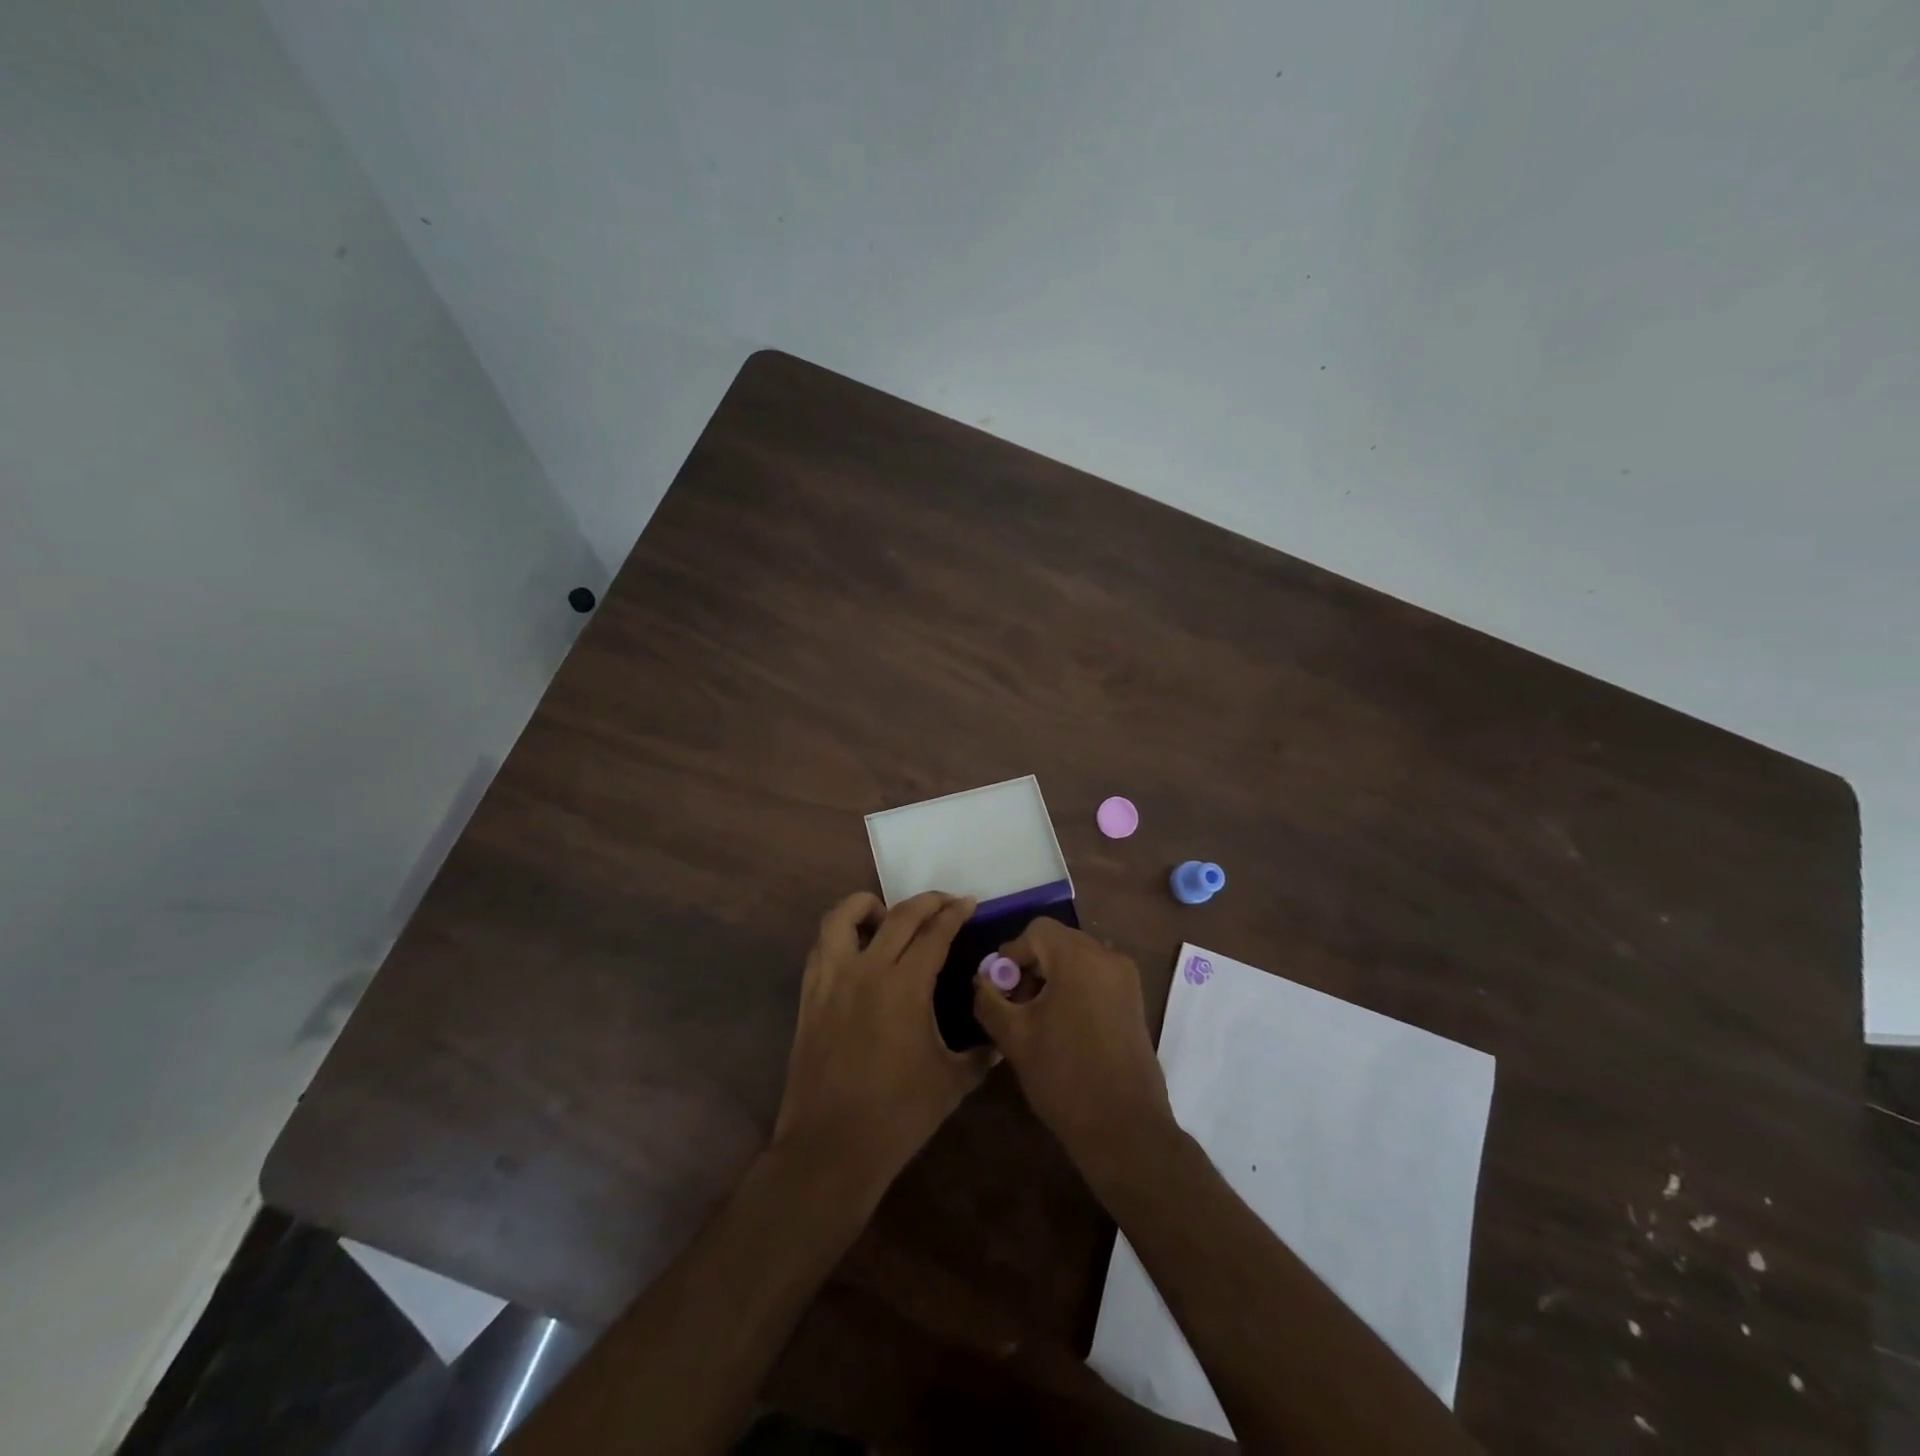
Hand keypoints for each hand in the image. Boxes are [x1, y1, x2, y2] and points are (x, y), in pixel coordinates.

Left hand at [772, 891, 993, 1202]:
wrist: (831, 1147)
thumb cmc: (898, 1116)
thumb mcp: (952, 1082)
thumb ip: (981, 1054)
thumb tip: (1001, 1040)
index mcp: (906, 986)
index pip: (935, 933)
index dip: (955, 913)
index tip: (969, 903)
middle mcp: (867, 970)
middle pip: (898, 916)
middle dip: (926, 902)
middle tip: (945, 902)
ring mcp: (832, 980)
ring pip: (843, 917)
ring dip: (869, 905)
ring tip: (887, 915)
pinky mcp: (810, 995)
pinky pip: (821, 946)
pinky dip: (841, 934)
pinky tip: (856, 948)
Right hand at [971, 918, 1174, 1164]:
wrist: (1124, 1128)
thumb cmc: (1064, 1076)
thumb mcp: (1014, 1037)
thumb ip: (989, 999)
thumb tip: (982, 980)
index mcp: (1078, 957)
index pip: (1036, 931)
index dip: (1011, 954)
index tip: (999, 989)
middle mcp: (1107, 956)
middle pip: (1058, 941)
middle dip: (1031, 965)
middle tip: (1015, 1004)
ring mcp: (1126, 978)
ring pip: (1077, 958)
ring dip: (1052, 976)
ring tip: (1036, 1017)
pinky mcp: (1134, 1000)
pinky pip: (1096, 976)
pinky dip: (1075, 987)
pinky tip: (1063, 1025)